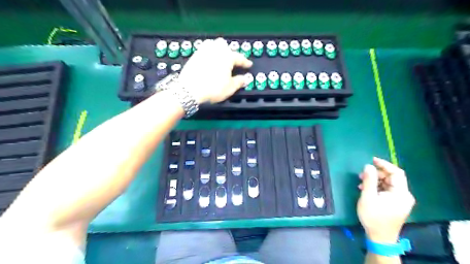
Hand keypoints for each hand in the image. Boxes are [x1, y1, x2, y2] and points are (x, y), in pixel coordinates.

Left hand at [180, 38, 253, 103]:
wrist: (189, 89)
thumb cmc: (213, 88)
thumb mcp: (230, 88)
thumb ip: (239, 82)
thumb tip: (245, 79)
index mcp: (228, 56)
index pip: (239, 58)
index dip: (245, 62)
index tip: (249, 65)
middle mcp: (216, 50)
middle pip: (226, 46)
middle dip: (231, 52)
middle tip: (233, 62)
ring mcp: (204, 50)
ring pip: (214, 44)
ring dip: (219, 49)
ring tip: (220, 58)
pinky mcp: (195, 55)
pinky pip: (204, 49)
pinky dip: (209, 53)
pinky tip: (209, 60)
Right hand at [357, 157, 413, 242]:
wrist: (380, 238)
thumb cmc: (373, 217)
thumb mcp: (368, 197)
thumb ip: (369, 180)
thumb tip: (368, 165)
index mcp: (401, 193)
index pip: (396, 173)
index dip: (384, 164)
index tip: (372, 160)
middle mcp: (404, 195)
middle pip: (391, 178)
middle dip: (376, 174)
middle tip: (362, 175)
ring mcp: (400, 200)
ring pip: (388, 183)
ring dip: (374, 181)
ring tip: (361, 183)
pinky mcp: (395, 204)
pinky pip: (386, 190)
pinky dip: (376, 187)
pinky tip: (366, 190)